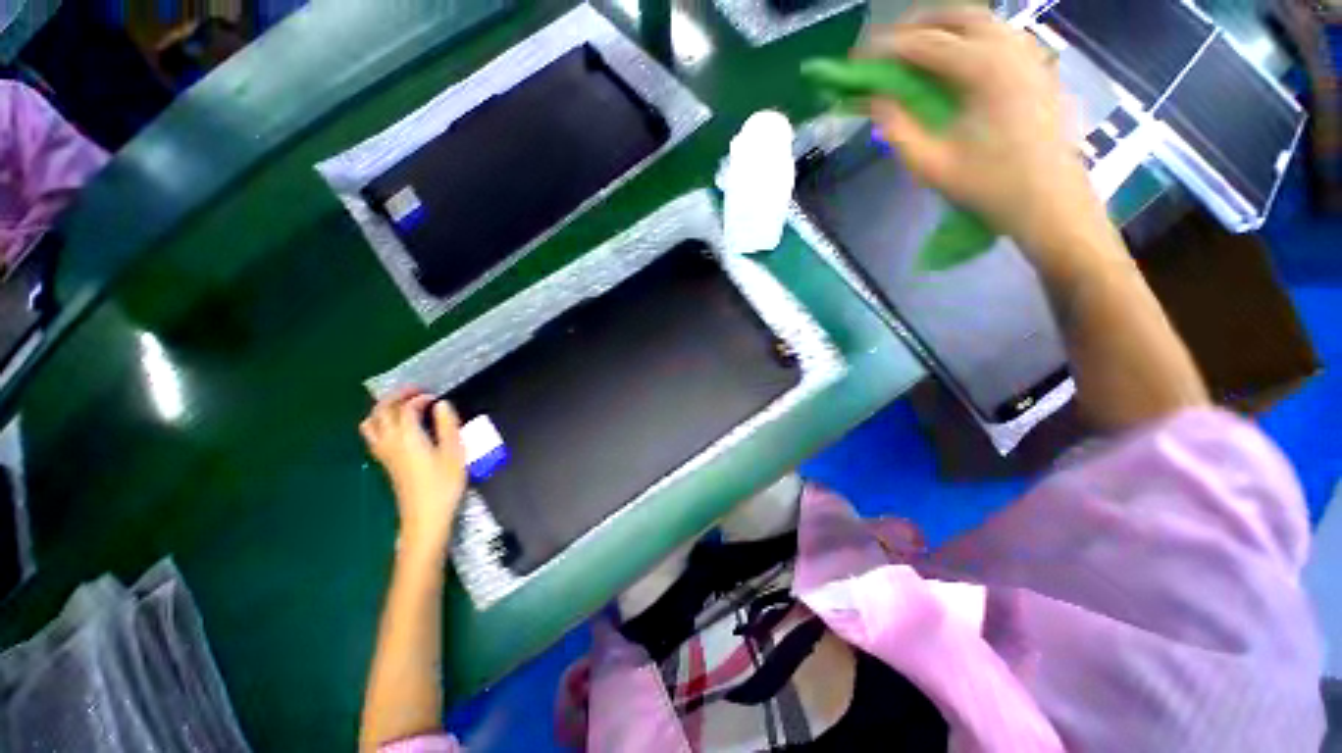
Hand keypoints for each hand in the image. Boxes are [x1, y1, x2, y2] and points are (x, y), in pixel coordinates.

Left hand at [360, 391, 466, 558]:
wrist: (425, 517)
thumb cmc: (444, 484)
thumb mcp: (454, 453)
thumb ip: (448, 426)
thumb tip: (442, 404)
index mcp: (408, 437)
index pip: (406, 408)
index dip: (420, 398)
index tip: (436, 397)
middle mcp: (390, 442)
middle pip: (381, 411)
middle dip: (396, 396)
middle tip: (415, 391)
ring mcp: (384, 453)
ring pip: (371, 423)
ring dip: (383, 409)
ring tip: (402, 406)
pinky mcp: (385, 463)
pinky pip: (373, 435)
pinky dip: (380, 422)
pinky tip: (396, 427)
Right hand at [862, 8, 1107, 259]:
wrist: (1051, 202)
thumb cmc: (990, 187)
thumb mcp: (931, 166)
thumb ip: (898, 129)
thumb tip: (875, 102)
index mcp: (983, 69)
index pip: (924, 43)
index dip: (886, 47)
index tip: (858, 57)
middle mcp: (1009, 48)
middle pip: (956, 15)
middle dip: (915, 26)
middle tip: (886, 48)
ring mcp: (1030, 54)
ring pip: (981, 20)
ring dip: (943, 27)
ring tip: (916, 50)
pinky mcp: (1040, 67)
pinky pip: (1000, 35)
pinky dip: (971, 38)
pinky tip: (958, 60)